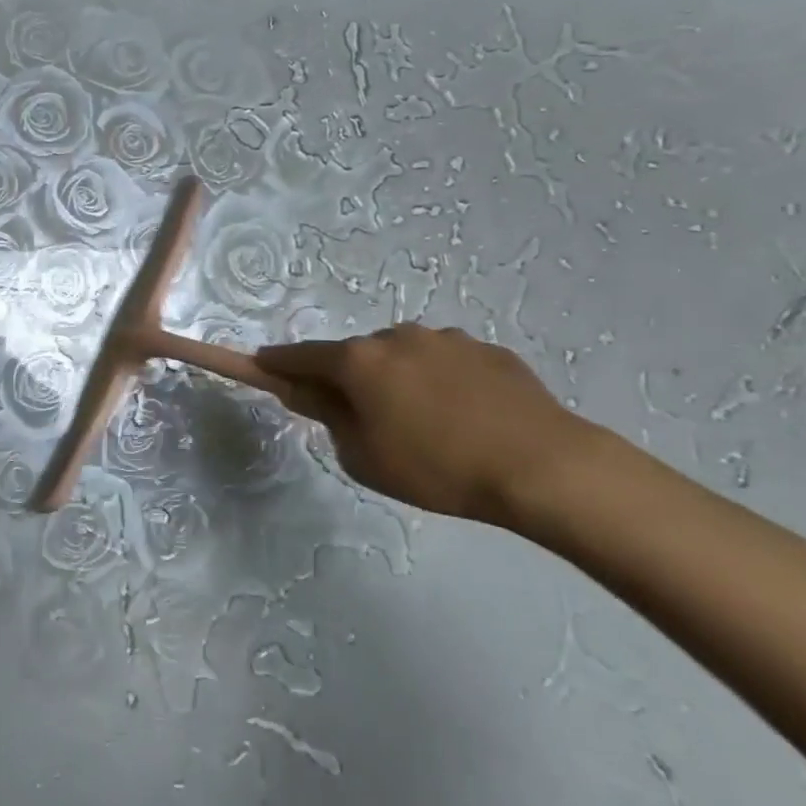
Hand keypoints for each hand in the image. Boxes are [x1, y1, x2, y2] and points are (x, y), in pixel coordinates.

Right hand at [257, 326, 601, 525]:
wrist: (542, 466)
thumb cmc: (438, 468)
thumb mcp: (364, 457)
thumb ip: (330, 419)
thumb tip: (313, 395)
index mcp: (359, 361)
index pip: (301, 355)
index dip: (277, 362)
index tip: (263, 364)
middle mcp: (396, 336)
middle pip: (356, 356)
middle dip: (350, 380)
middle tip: (365, 421)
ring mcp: (445, 338)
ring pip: (403, 357)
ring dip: (398, 380)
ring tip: (427, 426)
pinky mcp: (486, 349)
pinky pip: (445, 363)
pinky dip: (440, 382)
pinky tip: (465, 418)